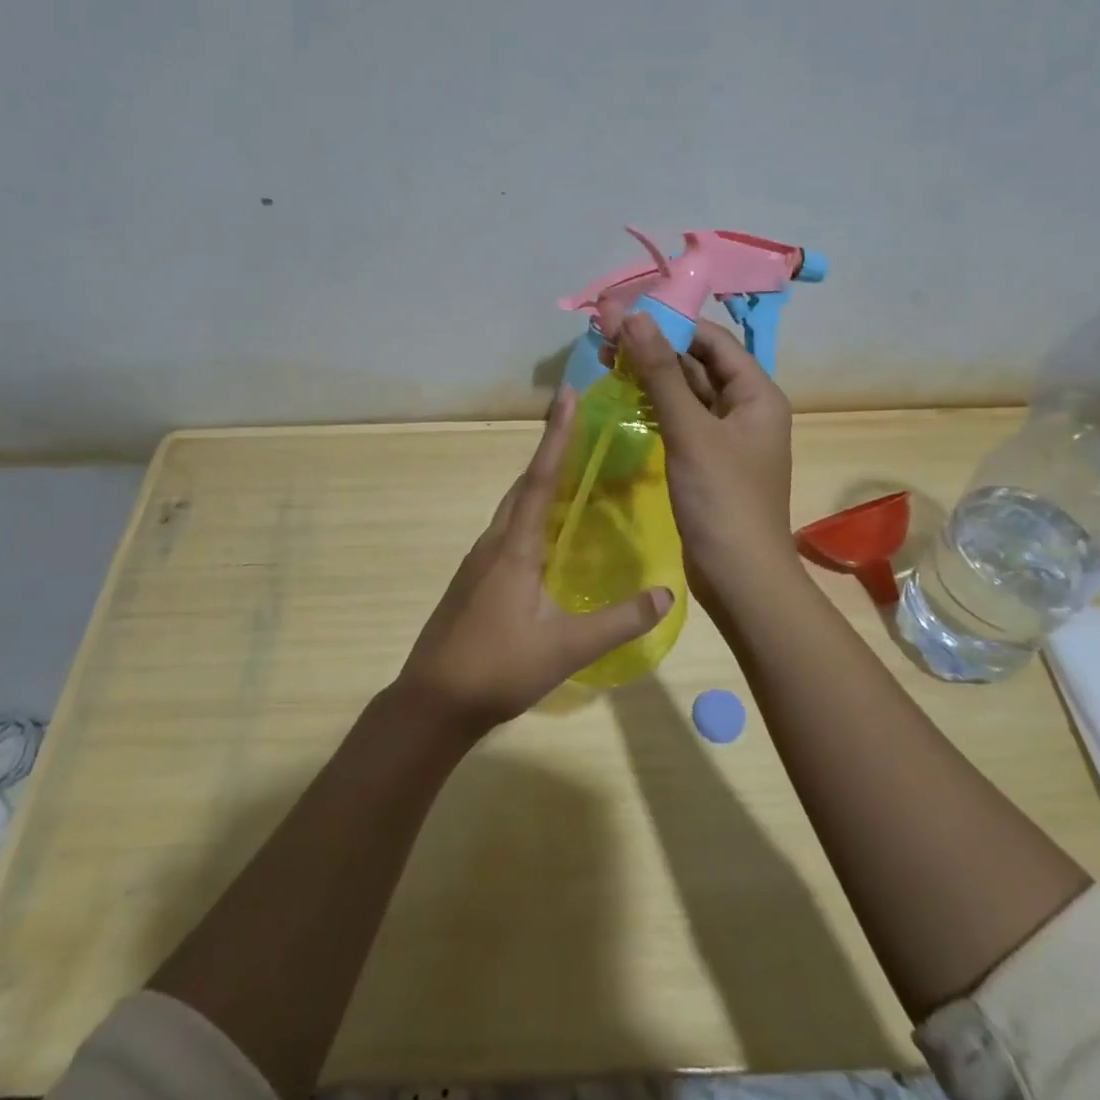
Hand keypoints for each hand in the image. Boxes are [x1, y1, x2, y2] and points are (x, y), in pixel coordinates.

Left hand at [395, 387, 674, 735]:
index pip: (539, 479)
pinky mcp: (475, 581)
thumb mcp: (566, 648)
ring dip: (538, 482)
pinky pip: (507, 531)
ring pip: (512, 509)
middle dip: (549, 450)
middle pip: (523, 485)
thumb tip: (667, 593)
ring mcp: (479, 562)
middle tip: (578, 424)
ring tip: (569, 470)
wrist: (432, 703)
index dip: (556, 436)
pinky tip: (546, 534)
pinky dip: (530, 514)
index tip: (567, 396)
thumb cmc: (498, 669)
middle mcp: (493, 543)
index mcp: (514, 547)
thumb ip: (618, 621)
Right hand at [620, 314, 797, 591]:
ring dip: (651, 377)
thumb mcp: (690, 431)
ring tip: (605, 363)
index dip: (670, 323)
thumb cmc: (722, 499)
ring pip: (687, 394)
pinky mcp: (709, 462)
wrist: (740, 577)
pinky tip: (625, 401)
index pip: (711, 340)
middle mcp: (746, 409)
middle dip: (654, 349)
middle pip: (698, 364)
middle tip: (604, 339)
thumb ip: (660, 373)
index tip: (623, 314)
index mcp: (756, 394)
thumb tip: (632, 316)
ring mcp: (727, 438)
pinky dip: (656, 408)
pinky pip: (682, 421)